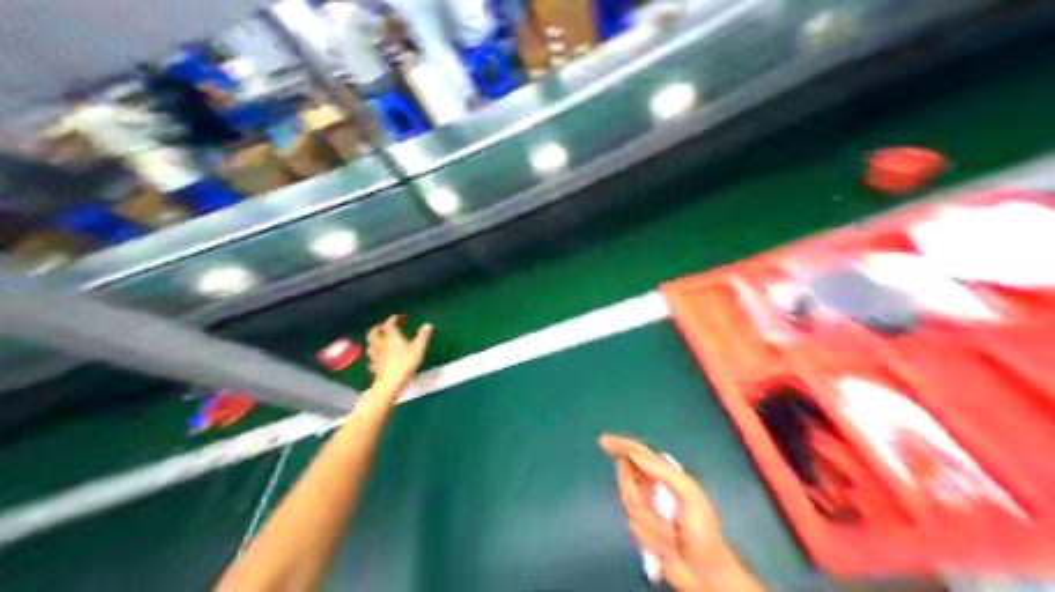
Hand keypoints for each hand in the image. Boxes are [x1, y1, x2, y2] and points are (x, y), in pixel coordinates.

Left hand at [367, 315, 431, 391]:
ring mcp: (375, 355)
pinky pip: (372, 357)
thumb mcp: (418, 348)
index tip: (398, 318)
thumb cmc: (405, 363)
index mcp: (391, 337)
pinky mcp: (374, 365)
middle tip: (384, 327)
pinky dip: (374, 354)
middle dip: (378, 328)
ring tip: (380, 340)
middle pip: (374, 332)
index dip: (393, 319)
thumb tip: (427, 325)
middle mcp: (380, 343)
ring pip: (370, 344)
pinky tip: (378, 358)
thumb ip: (423, 336)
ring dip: (374, 340)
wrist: (390, 382)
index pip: (389, 324)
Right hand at [602, 433, 739, 590]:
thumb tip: (634, 454)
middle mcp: (653, 488)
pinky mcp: (640, 529)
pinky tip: (665, 546)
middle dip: (640, 497)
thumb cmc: (702, 531)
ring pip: (629, 504)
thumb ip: (663, 472)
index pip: (638, 453)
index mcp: (667, 475)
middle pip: (628, 479)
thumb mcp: (690, 495)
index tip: (603, 441)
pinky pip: (632, 526)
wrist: (704, 573)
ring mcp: (646, 509)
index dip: (621, 445)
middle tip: (663, 518)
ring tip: (671, 536)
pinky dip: (649, 536)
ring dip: (651, 523)